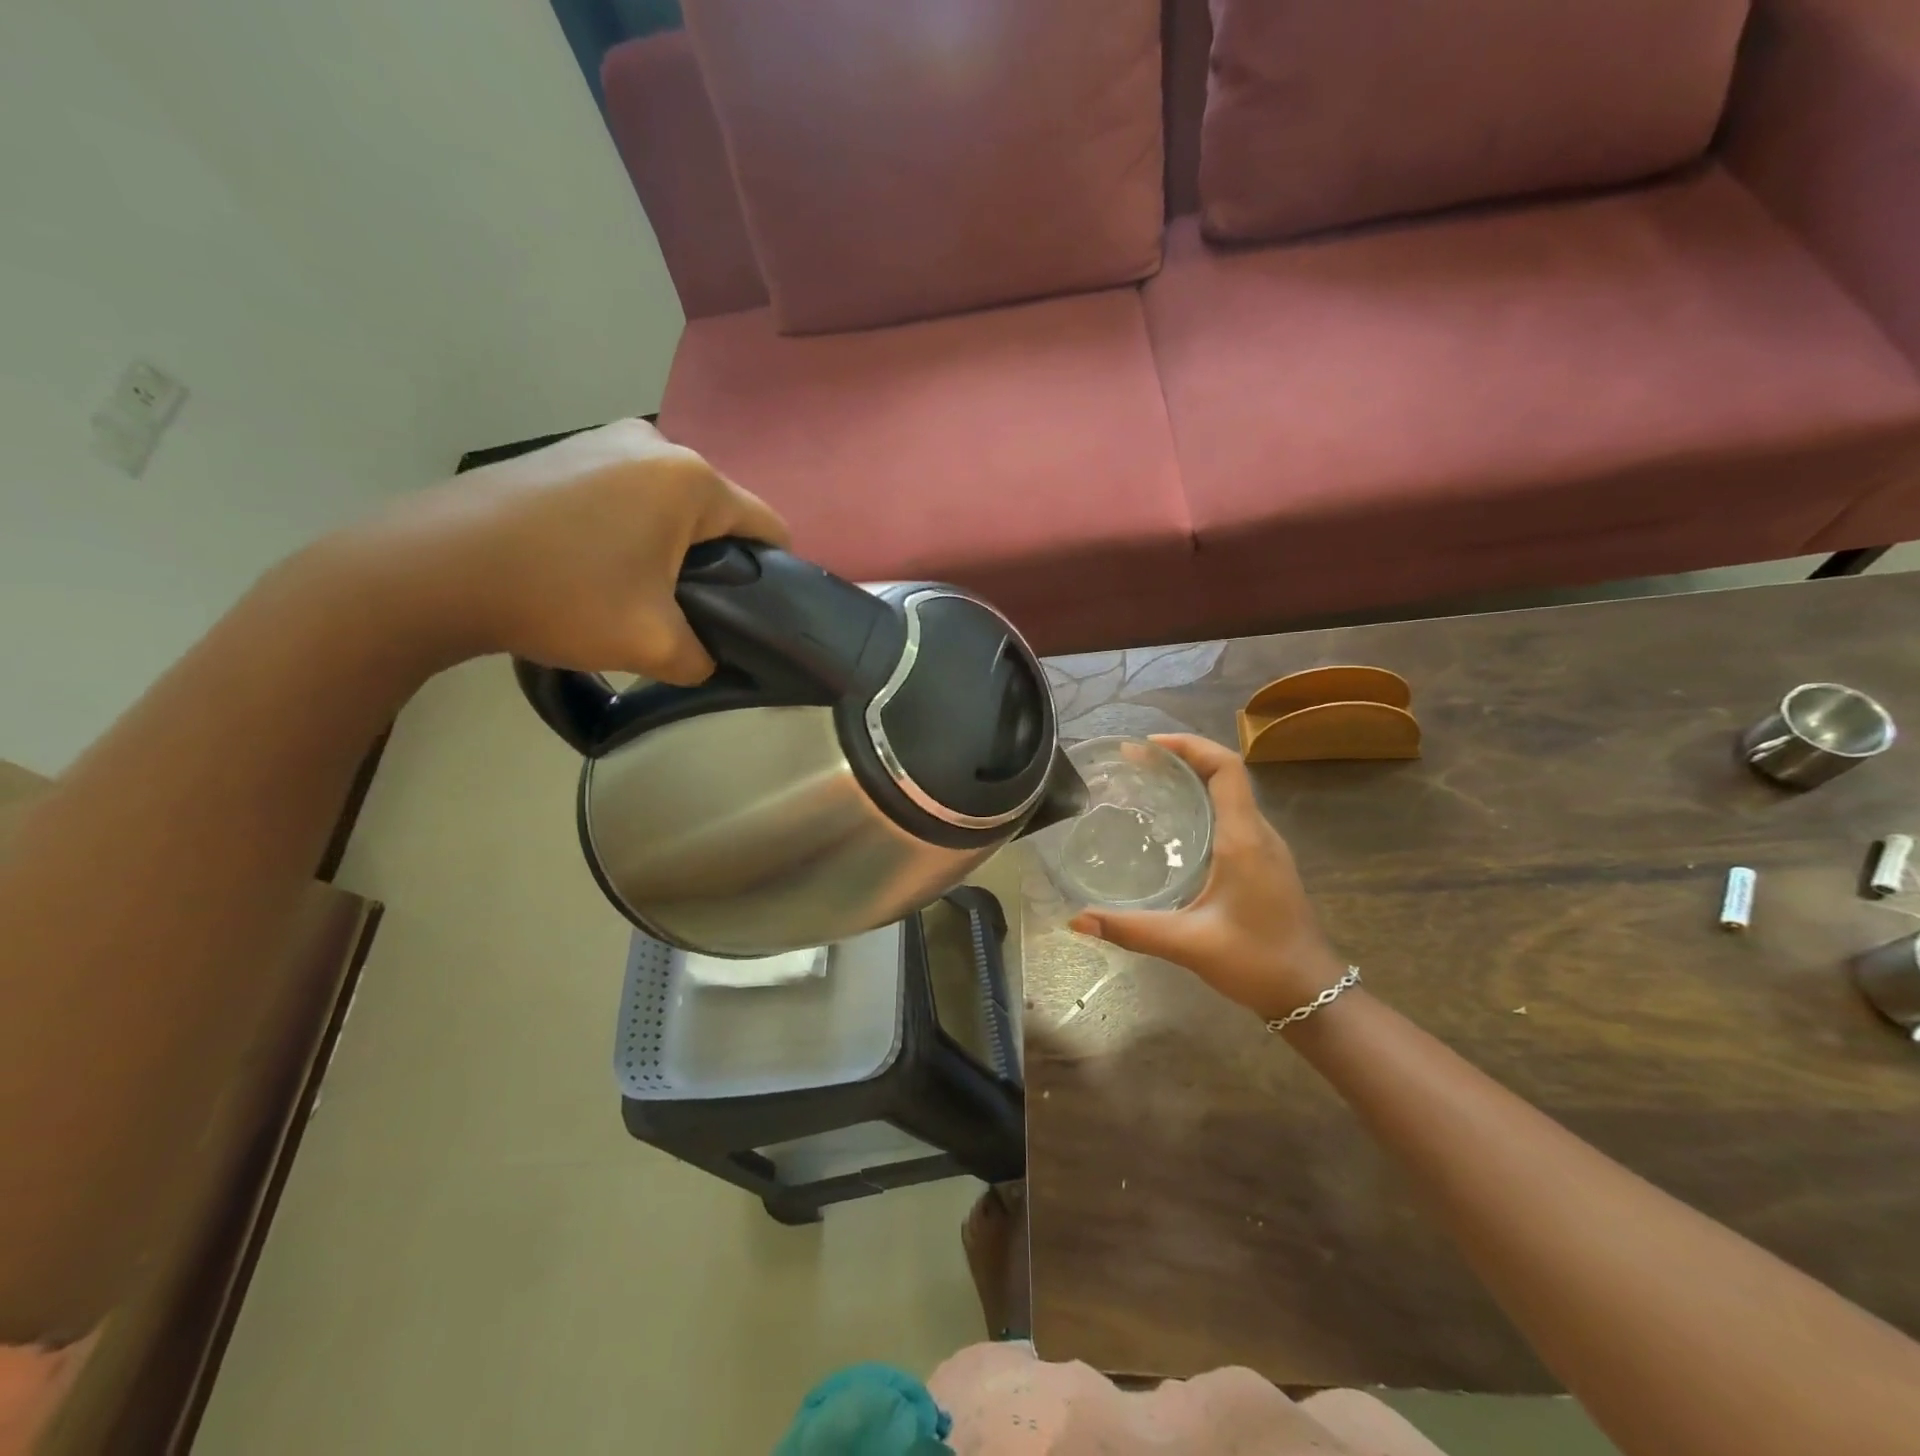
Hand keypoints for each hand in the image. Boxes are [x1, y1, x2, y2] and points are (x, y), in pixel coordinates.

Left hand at [331, 418, 789, 683]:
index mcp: (690, 479)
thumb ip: (705, 658)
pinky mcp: (565, 450)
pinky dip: (631, 529)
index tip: (752, 616)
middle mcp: (655, 443)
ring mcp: (603, 439)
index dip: (775, 577)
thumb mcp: (654, 646)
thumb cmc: (560, 596)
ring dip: (671, 547)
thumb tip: (709, 658)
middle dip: (717, 563)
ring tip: (638, 591)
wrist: (431, 569)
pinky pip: (628, 494)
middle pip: (719, 514)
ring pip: (672, 504)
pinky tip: (598, 565)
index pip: (769, 527)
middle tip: (688, 612)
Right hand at [1069, 734, 1347, 1021]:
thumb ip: (1131, 930)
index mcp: (1244, 839)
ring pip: (1229, 795)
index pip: (1226, 768)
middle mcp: (1258, 833)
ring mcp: (1265, 848)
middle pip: (1225, 774)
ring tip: (1146, 785)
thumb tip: (1075, 921)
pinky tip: (1171, 829)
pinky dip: (1201, 805)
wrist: (1312, 995)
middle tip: (1133, 763)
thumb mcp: (1189, 944)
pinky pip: (1231, 817)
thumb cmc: (1258, 961)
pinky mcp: (1264, 863)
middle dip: (1181, 758)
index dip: (1189, 745)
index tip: (1147, 746)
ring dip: (1192, 780)